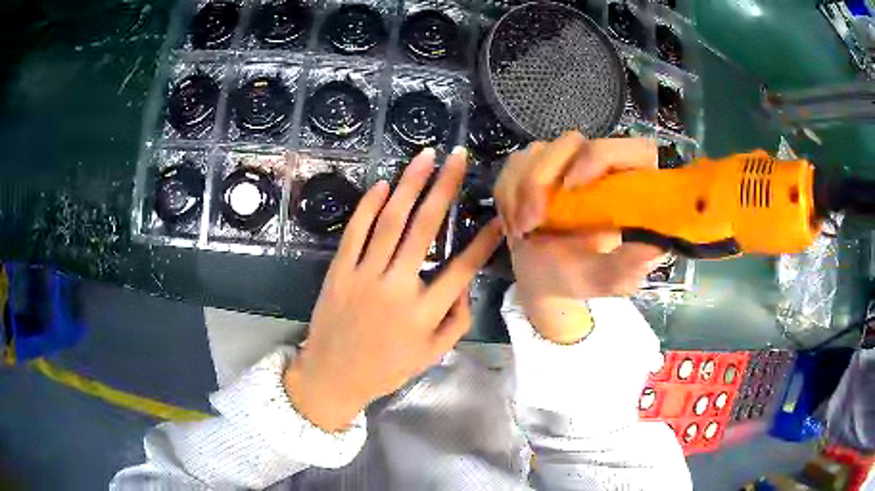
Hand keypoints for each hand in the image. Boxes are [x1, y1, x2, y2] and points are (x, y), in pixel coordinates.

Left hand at [285, 148, 502, 430]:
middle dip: (444, 188)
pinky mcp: (339, 271)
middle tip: (457, 157)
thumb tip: (466, 283)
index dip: (483, 241)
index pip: (462, 269)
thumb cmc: (387, 368)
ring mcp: (364, 276)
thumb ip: (457, 320)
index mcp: (424, 314)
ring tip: (425, 157)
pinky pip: (355, 232)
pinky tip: (383, 184)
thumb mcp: (432, 354)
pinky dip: (369, 206)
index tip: (498, 216)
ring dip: (409, 185)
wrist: (333, 376)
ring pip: (390, 222)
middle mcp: (397, 288)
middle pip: (424, 229)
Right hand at [494, 132, 664, 343]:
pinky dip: (507, 195)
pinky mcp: (535, 164)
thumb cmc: (579, 277)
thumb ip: (628, 266)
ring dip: (520, 191)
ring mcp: (565, 161)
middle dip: (543, 178)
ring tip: (523, 230)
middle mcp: (599, 165)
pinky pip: (514, 164)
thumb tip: (655, 247)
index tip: (574, 186)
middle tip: (532, 221)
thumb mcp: (607, 279)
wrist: (540, 278)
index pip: (635, 148)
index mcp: (629, 187)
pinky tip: (514, 223)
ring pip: (538, 151)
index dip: (604, 155)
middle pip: (572, 141)